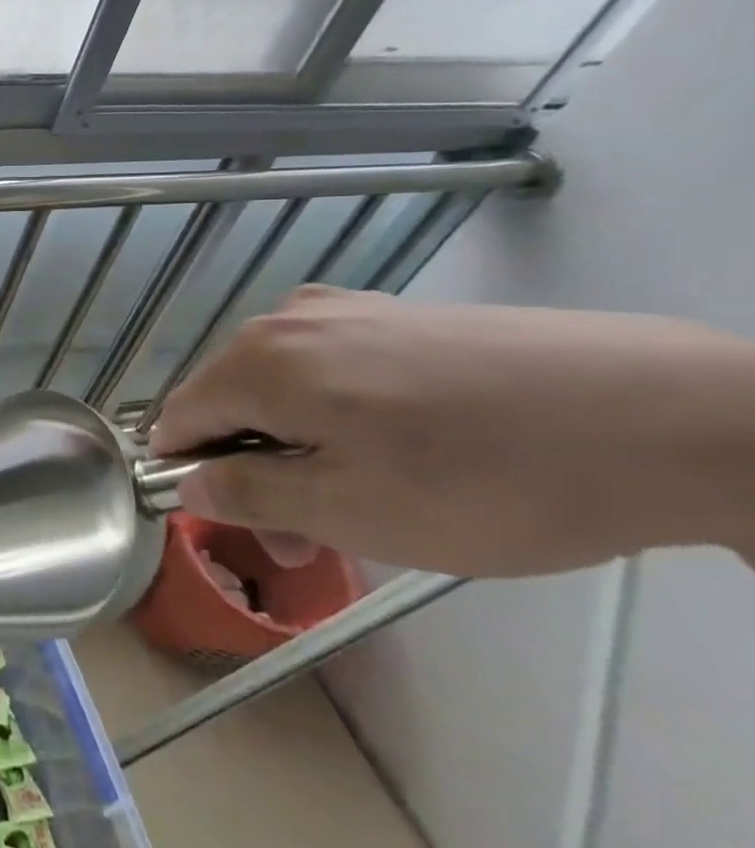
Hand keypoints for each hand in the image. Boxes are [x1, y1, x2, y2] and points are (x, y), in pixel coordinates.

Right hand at [150, 286, 754, 577]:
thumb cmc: (486, 479)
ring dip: (297, 446)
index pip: (178, 419)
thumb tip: (188, 484)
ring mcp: (346, 310)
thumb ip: (246, 494)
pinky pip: (331, 369)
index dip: (193, 477)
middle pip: (229, 402)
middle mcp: (287, 320)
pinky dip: (338, 415)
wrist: (670, 417)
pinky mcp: (399, 315)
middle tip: (313, 537)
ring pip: (281, 388)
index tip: (246, 526)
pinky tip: (404, 449)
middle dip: (253, 469)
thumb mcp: (348, 510)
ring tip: (367, 500)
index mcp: (259, 361)